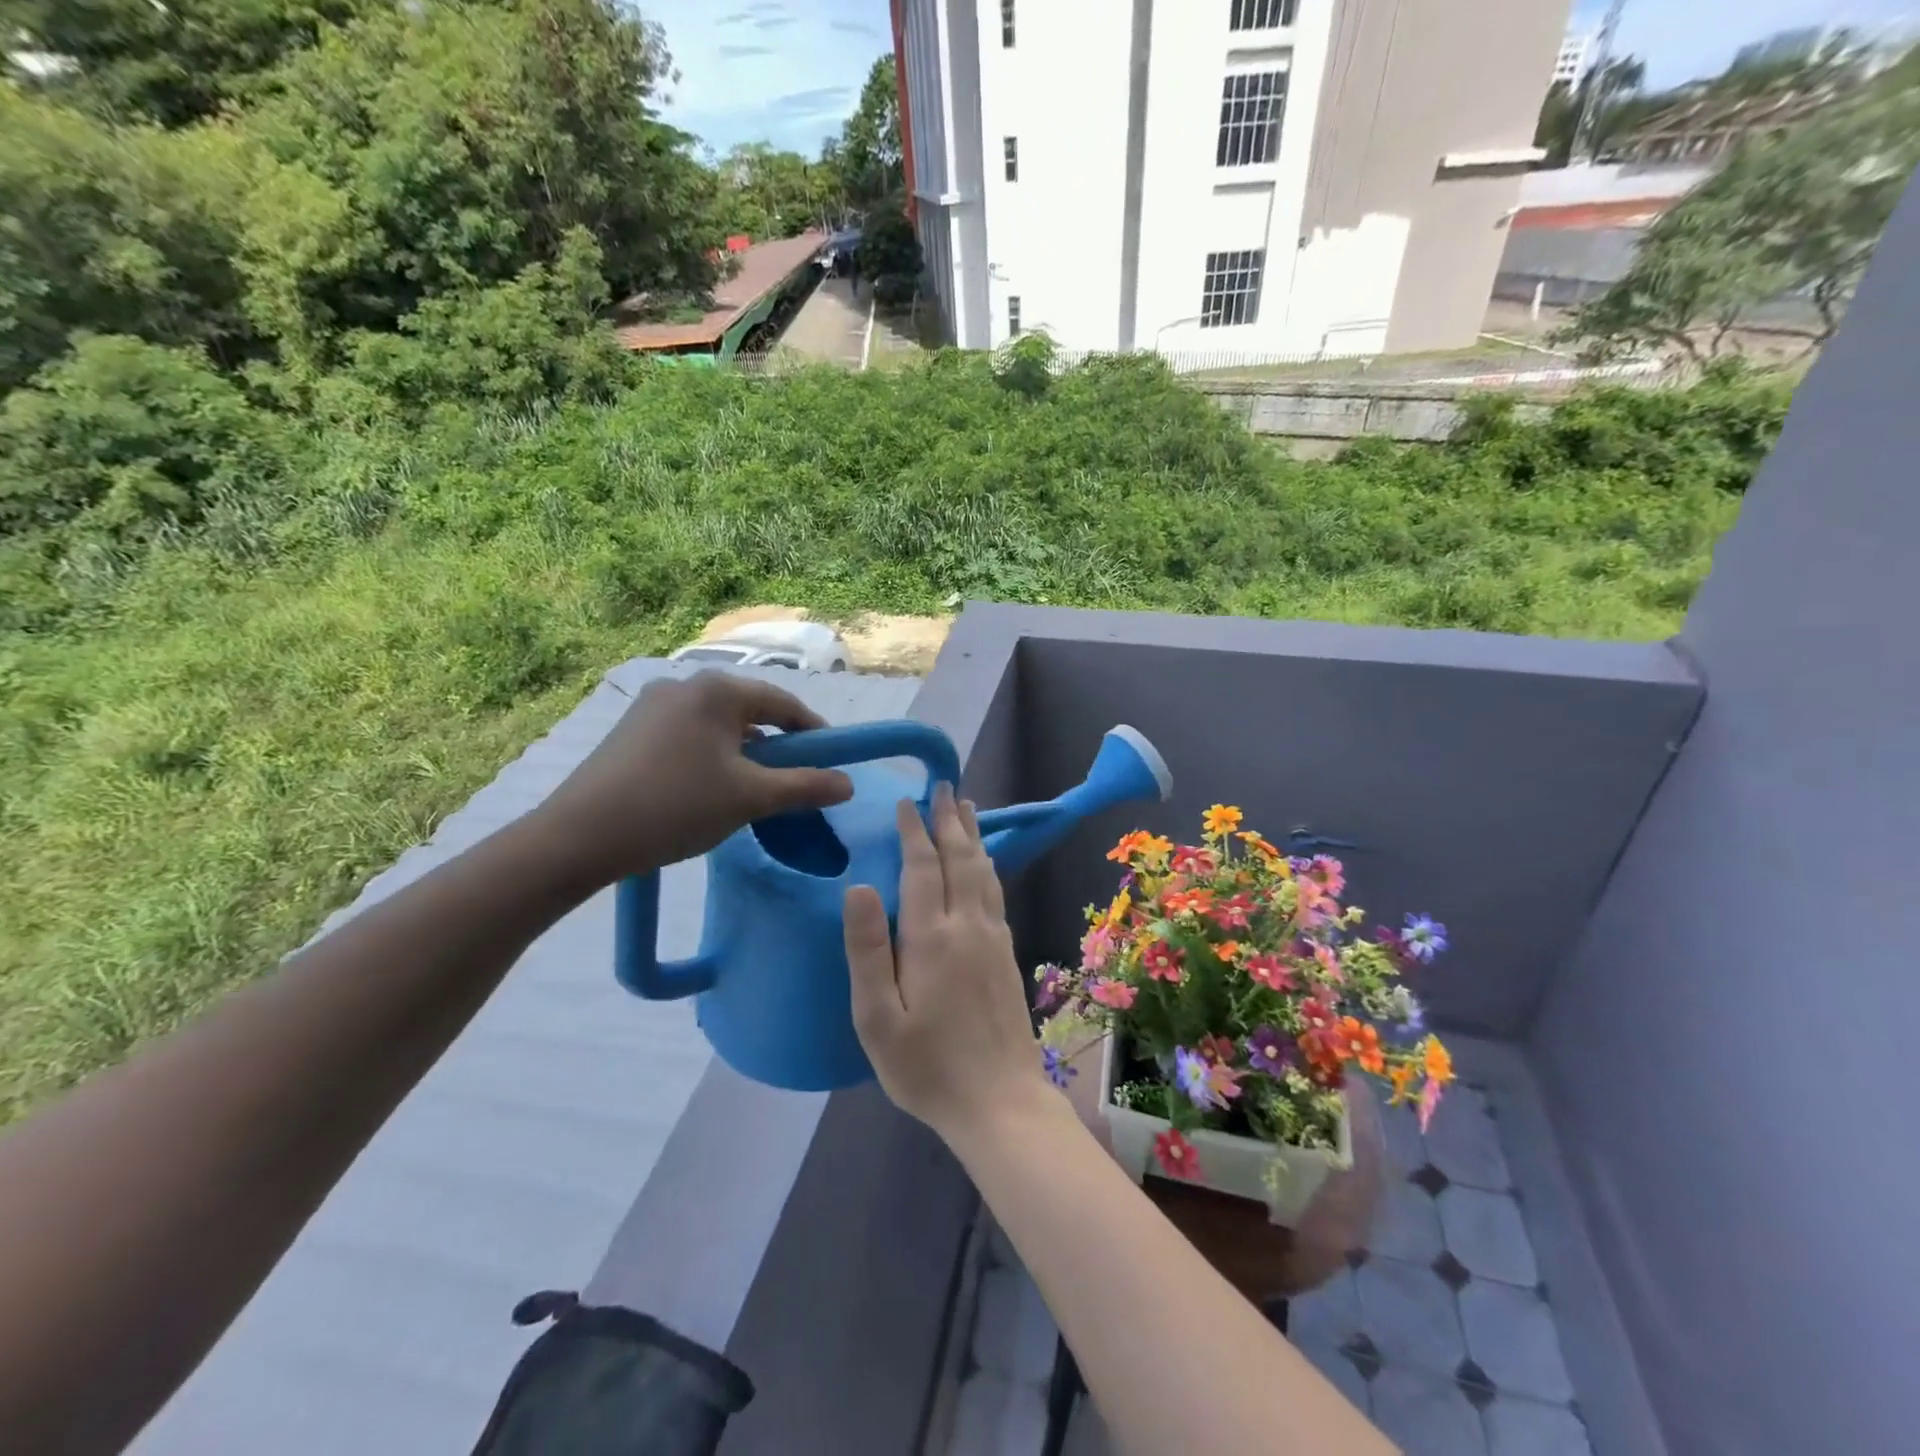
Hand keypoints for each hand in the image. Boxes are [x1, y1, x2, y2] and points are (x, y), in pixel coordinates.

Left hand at [533, 670, 854, 886]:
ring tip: (749, 790)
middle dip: (777, 745)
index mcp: (717, 690)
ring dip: (744, 753)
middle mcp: (684, 684)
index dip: (813, 733)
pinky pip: (689, 734)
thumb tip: (848, 783)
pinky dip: (712, 756)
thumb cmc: (676, 807)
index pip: (783, 703)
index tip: (831, 763)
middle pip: (750, 711)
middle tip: (791, 781)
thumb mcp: (751, 798)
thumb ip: (805, 787)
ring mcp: (652, 705)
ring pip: (718, 725)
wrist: (579, 837)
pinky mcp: (631, 728)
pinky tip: (707, 790)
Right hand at [843, 785, 1047, 1144]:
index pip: (921, 867)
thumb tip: (859, 886)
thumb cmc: (927, 1066)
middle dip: (948, 819)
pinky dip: (987, 865)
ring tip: (966, 808)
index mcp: (931, 937)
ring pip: (983, 870)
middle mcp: (967, 925)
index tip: (906, 802)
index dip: (913, 831)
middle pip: (959, 858)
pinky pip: (995, 892)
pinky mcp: (1007, 953)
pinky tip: (985, 863)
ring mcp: (993, 937)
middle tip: (944, 786)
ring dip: (972, 835)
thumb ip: (867, 950)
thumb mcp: (878, 1018)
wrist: (1000, 1102)